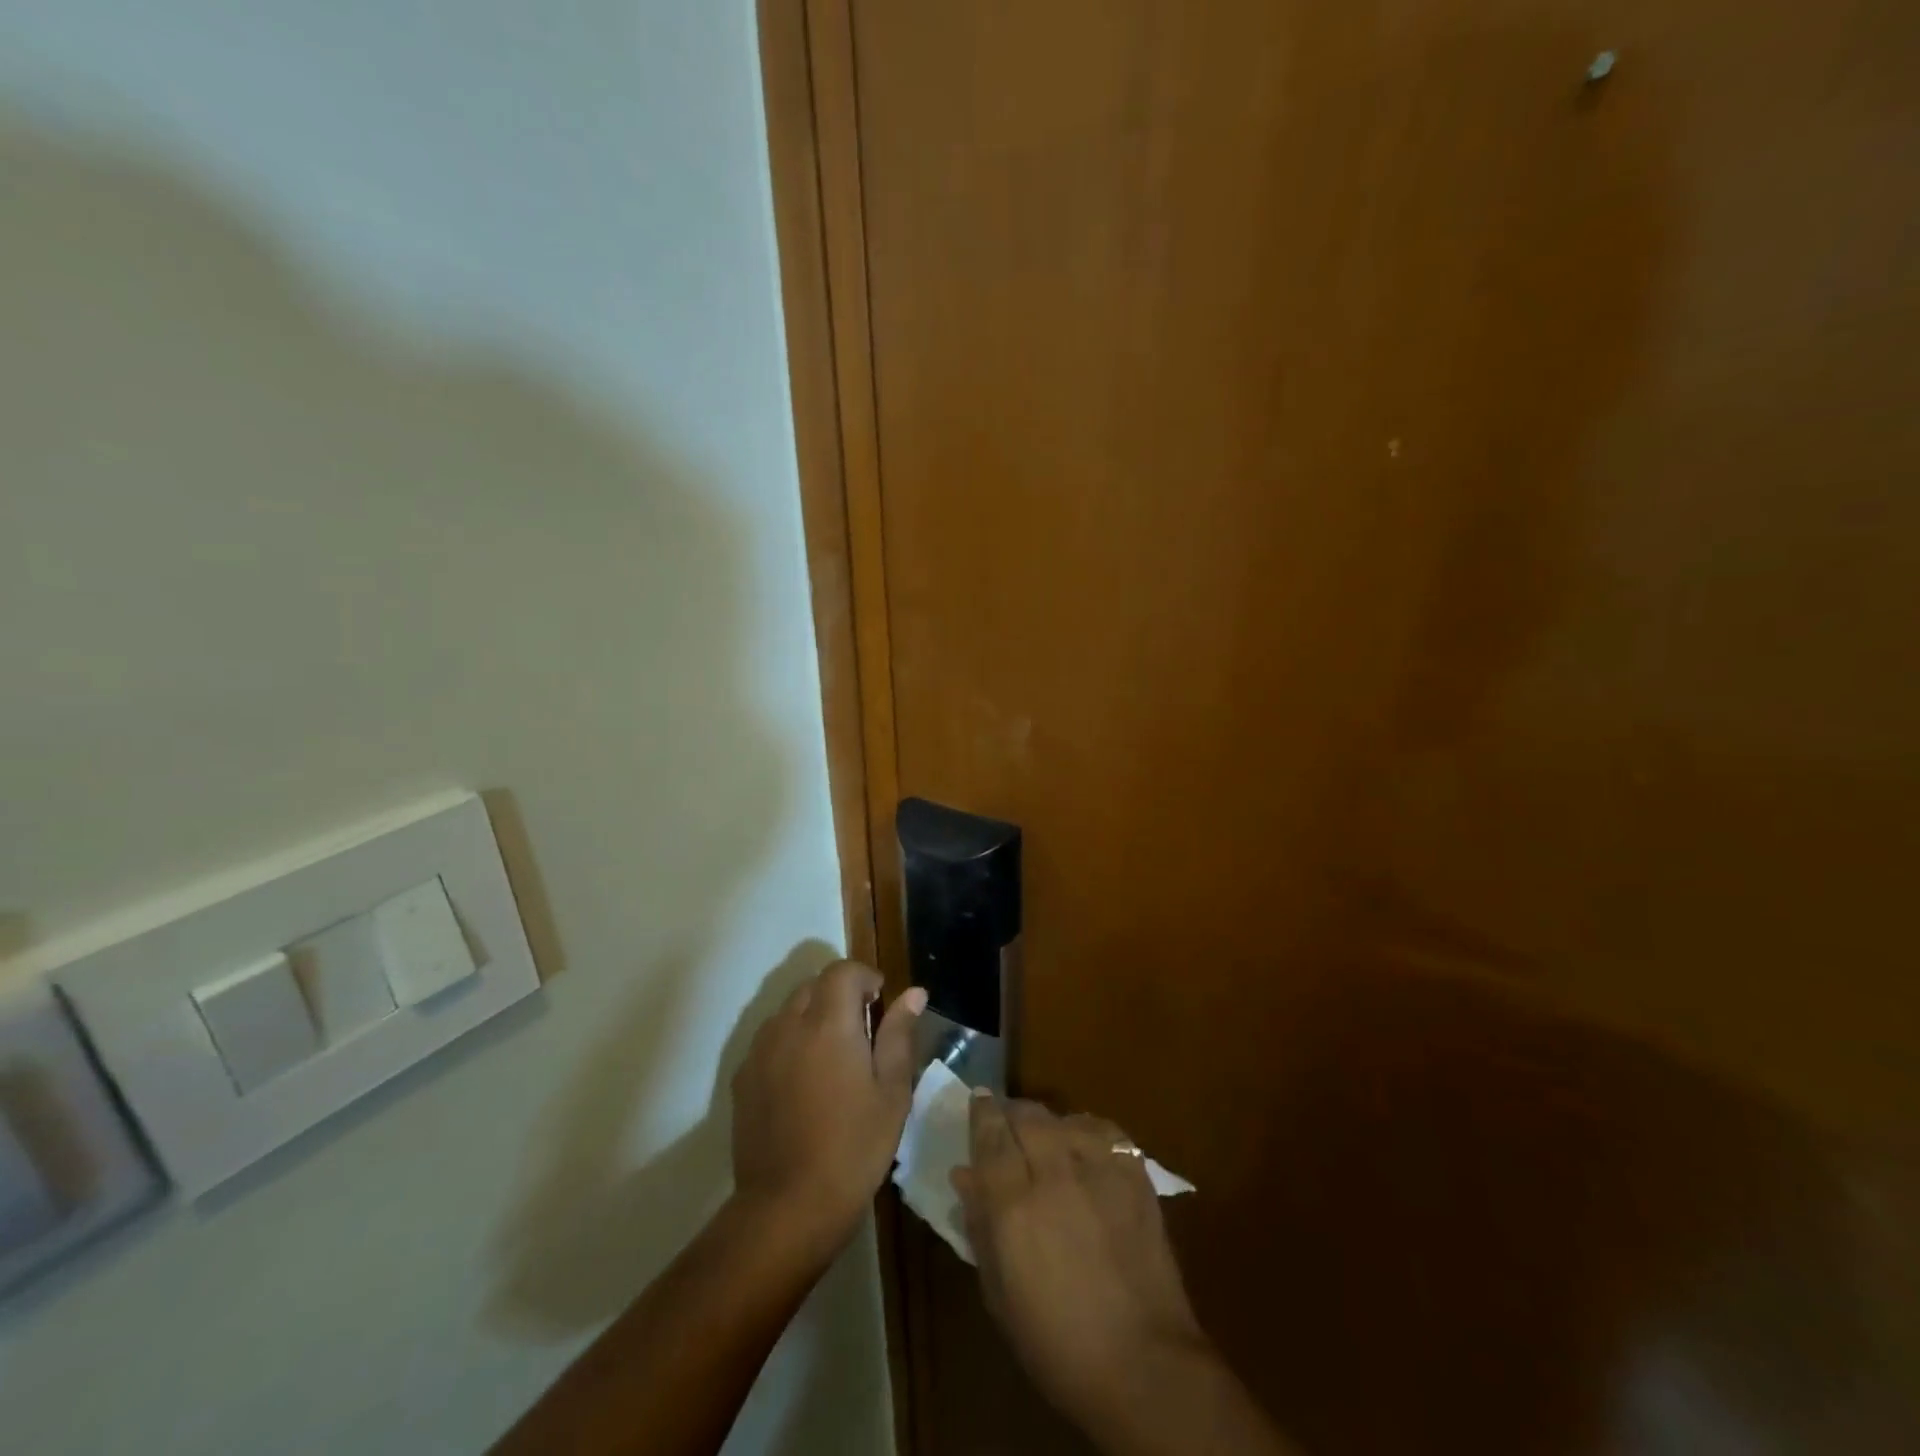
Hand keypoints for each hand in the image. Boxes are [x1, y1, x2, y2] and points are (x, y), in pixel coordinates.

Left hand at [730, 959, 926, 1259]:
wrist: (787, 1207)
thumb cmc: (853, 1147)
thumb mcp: (891, 1092)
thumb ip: (899, 1034)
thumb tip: (913, 993)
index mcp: (829, 1023)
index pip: (843, 971)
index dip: (865, 977)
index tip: (880, 1003)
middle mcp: (789, 1025)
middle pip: (814, 986)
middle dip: (840, 995)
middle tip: (862, 1032)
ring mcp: (760, 1051)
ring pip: (789, 1011)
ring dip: (813, 1017)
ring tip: (833, 1058)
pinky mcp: (743, 1078)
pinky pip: (770, 1040)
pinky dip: (790, 1043)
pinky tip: (804, 1083)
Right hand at [952, 1096, 1210, 1429]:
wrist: (1143, 1364)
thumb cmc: (1057, 1343)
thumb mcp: (999, 1294)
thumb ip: (979, 1226)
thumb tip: (964, 1175)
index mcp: (1013, 1204)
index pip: (991, 1135)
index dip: (982, 1112)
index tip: (978, 1099)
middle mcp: (1053, 1172)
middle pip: (1026, 1115)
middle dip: (1012, 1113)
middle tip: (1007, 1124)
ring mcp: (1098, 1168)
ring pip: (1063, 1117)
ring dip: (1048, 1123)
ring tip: (1046, 1138)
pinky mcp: (1134, 1173)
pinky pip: (1104, 1130)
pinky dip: (1087, 1130)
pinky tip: (1084, 1144)